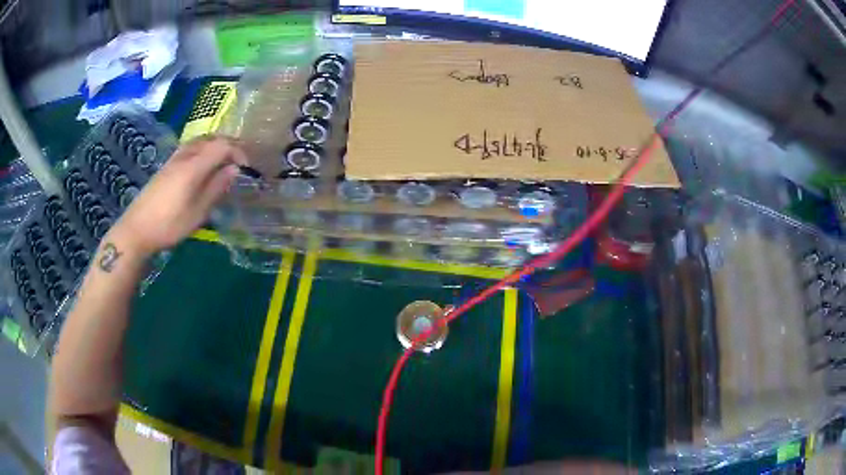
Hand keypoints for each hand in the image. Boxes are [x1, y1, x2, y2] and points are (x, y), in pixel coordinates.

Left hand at [107, 136, 246, 255]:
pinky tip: (204, 163)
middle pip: (211, 139)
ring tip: (224, 159)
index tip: (247, 168)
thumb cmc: (169, 225)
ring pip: (199, 141)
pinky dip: (203, 149)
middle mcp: (184, 156)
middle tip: (240, 160)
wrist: (137, 229)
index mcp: (193, 166)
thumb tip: (234, 169)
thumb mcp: (197, 212)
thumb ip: (216, 188)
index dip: (238, 152)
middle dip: (229, 145)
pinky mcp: (167, 165)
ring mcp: (174, 159)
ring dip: (215, 145)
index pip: (222, 146)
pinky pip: (190, 147)